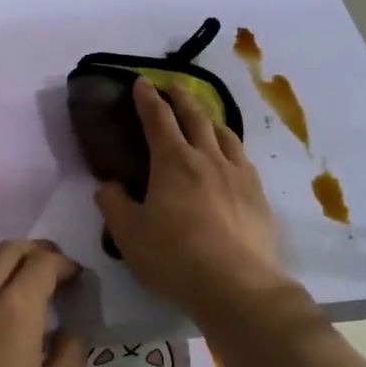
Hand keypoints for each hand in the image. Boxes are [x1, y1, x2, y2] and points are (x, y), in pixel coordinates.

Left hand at [0, 240, 87, 366]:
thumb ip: (71, 356)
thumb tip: (71, 329)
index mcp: (14, 308)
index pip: (44, 263)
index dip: (65, 264)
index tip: (78, 278)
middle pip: (8, 250)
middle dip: (36, 251)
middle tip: (54, 268)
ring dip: (4, 261)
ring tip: (19, 283)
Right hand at [95, 78, 289, 318]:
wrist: (236, 283)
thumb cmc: (174, 256)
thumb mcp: (128, 235)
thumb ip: (113, 205)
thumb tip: (107, 185)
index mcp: (173, 161)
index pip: (158, 119)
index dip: (147, 99)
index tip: (141, 82)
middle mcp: (207, 158)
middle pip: (196, 116)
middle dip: (181, 97)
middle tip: (173, 86)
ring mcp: (238, 174)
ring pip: (224, 134)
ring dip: (210, 118)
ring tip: (205, 116)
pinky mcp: (258, 195)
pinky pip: (243, 158)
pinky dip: (231, 147)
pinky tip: (232, 157)